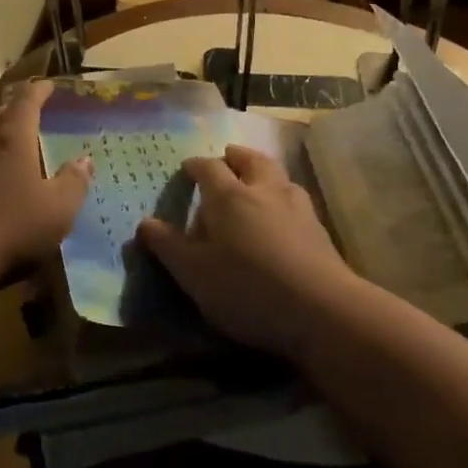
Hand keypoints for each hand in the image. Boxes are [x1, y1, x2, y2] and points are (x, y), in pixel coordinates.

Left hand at [0, 79, 90, 274]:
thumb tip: (84, 160)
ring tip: (14, 141)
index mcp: (13, 137)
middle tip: (32, 109)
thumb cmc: (12, 224)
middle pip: (0, 114)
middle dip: (16, 108)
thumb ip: (73, 182)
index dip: (39, 92)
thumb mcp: (58, 208)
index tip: (49, 86)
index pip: (26, 102)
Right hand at [136, 143, 354, 360]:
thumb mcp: (194, 274)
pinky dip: (284, 199)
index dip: (195, 166)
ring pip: (279, 177)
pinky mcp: (320, 232)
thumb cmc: (247, 288)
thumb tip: (145, 223)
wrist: (322, 310)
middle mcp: (264, 191)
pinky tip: (284, 218)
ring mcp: (298, 208)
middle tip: (227, 157)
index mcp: (229, 196)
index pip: (208, 168)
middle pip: (251, 160)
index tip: (187, 168)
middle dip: (236, 156)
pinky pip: (297, 201)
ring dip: (265, 174)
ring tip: (257, 184)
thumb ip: (168, 246)